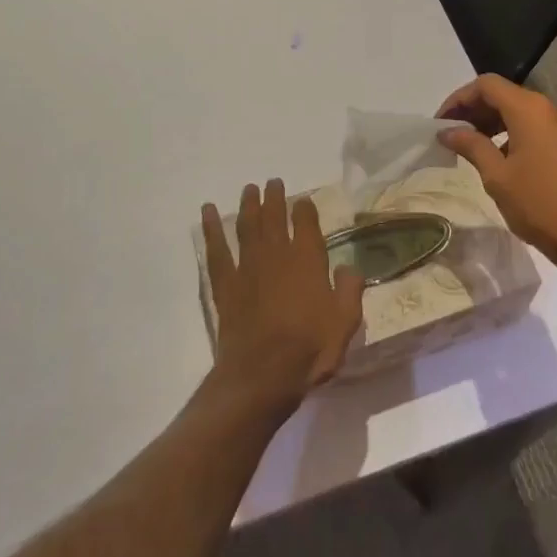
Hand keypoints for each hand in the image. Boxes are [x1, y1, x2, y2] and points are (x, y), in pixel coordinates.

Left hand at [202, 179, 363, 410]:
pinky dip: (211, 229)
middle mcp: (277, 255)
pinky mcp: (225, 285)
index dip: (305, 209)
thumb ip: (349, 290)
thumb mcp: (345, 323)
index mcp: (307, 260)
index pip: (306, 223)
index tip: (303, 200)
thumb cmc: (310, 349)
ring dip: (248, 205)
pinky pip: (216, 250)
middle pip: (274, 217)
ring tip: (249, 189)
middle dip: (275, 197)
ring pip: (247, 226)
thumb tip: (348, 268)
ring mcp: (248, 267)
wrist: (263, 374)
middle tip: (273, 182)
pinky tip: (207, 212)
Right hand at [437, 75, 556, 283]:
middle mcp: (547, 109)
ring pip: (517, 110)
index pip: (486, 85)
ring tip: (467, 144)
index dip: (459, 98)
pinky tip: (494, 155)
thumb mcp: (496, 175)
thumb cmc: (538, 204)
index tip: (441, 121)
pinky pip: (531, 126)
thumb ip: (470, 145)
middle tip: (450, 133)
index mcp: (529, 109)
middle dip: (473, 109)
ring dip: (490, 121)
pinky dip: (508, 132)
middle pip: (502, 94)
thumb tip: (447, 131)